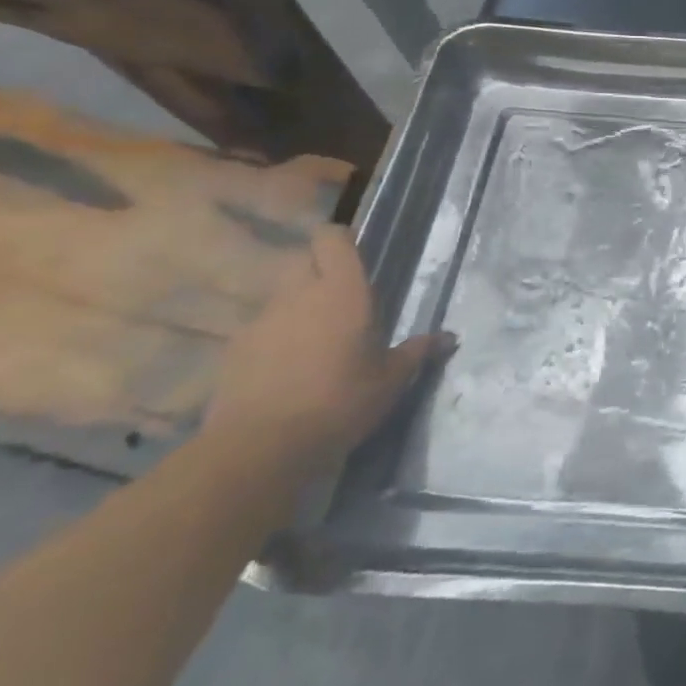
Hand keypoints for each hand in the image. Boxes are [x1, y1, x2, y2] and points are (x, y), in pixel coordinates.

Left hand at [201, 226, 450, 477]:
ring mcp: (262, 320)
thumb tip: (450, 337)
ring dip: (300, 309)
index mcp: (342, 291)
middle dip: (322, 274)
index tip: (356, 259)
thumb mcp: (391, 380)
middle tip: (344, 305)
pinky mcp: (236, 349)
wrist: (261, 447)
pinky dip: (276, 340)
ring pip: (283, 297)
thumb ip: (418, 352)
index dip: (341, 241)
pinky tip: (288, 372)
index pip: (331, 238)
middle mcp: (299, 294)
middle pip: (305, 262)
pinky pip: (262, 330)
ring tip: (317, 345)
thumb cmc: (341, 401)